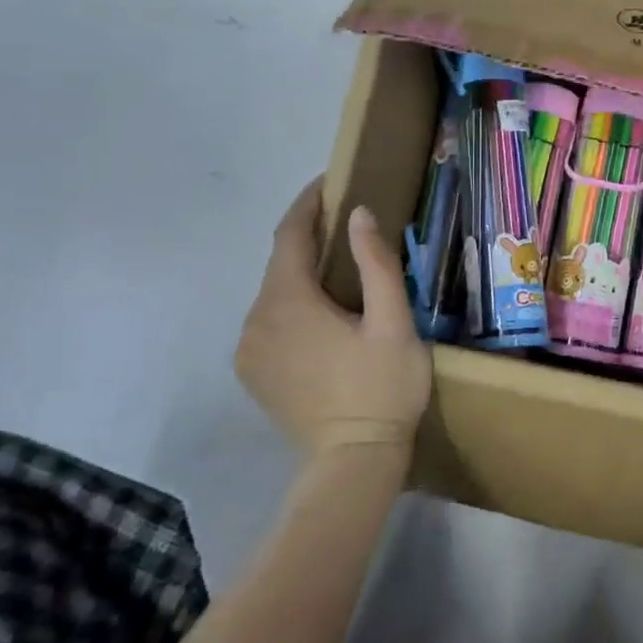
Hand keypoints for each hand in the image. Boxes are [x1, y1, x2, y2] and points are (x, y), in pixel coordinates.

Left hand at [234, 178, 432, 465]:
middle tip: (347, 222)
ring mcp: (249, 349)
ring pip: (274, 293)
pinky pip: (270, 320)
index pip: (289, 235)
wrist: (353, 461)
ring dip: (302, 272)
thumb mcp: (393, 322)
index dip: (308, 203)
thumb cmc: (383, 387)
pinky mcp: (253, 372)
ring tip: (340, 265)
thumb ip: (376, 264)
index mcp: (288, 302)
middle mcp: (256, 320)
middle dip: (309, 237)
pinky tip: (323, 311)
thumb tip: (357, 214)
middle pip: (280, 263)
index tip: (330, 181)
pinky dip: (292, 302)